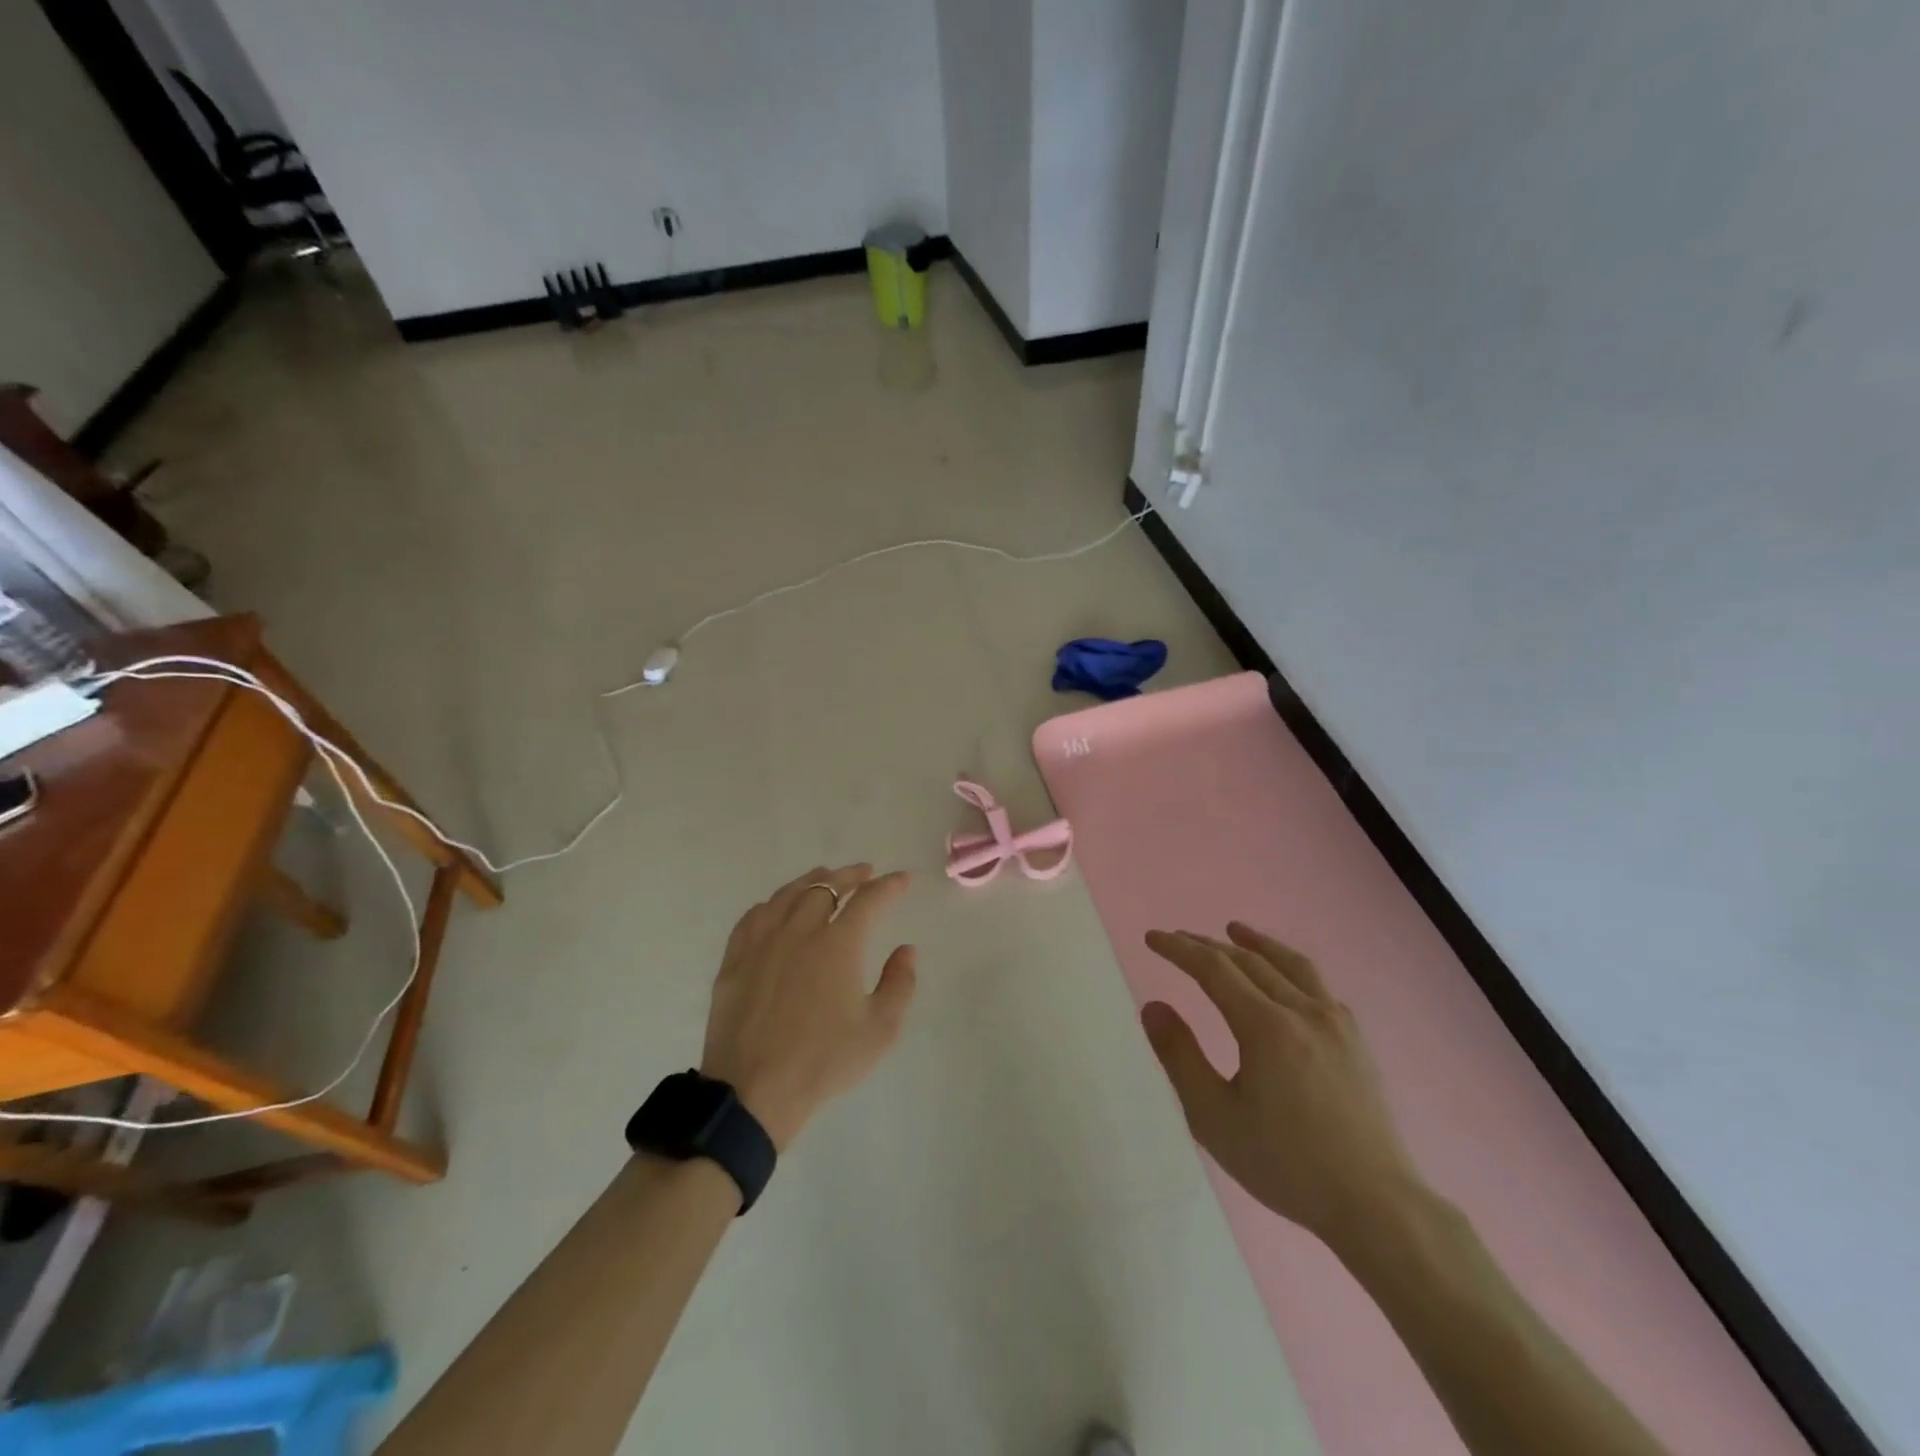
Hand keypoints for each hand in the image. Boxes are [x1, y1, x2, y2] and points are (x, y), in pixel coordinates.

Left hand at [701, 864, 917, 1150]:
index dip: (888, 886)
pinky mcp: (734, 961)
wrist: (754, 1092)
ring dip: (811, 882)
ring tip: (824, 878)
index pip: (868, 900)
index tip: (901, 880)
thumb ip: (900, 983)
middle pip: (826, 887)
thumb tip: (906, 950)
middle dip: (850, 875)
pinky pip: (752, 917)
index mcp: (838, 944)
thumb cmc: (824, 1062)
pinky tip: (776, 908)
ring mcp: (762, 943)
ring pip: (787, 896)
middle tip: (864, 873)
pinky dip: (772, 904)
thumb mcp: (880, 1030)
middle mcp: (799, 931)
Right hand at [1141, 923, 1422, 1246]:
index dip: (1179, 949)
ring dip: (1255, 943)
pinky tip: (1284, 978)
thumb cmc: (1286, 1165)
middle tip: (1177, 938)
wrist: (1377, 1205)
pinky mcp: (1355, 1040)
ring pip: (1289, 964)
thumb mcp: (1215, 1118)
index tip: (1153, 938)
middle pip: (1248, 961)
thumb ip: (1180, 1057)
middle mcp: (1302, 1011)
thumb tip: (1153, 1006)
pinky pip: (1317, 985)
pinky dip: (1289, 967)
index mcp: (1266, 1027)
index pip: (1214, 969)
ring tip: (1233, 930)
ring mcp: (1335, 1022)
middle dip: (1207, 945)